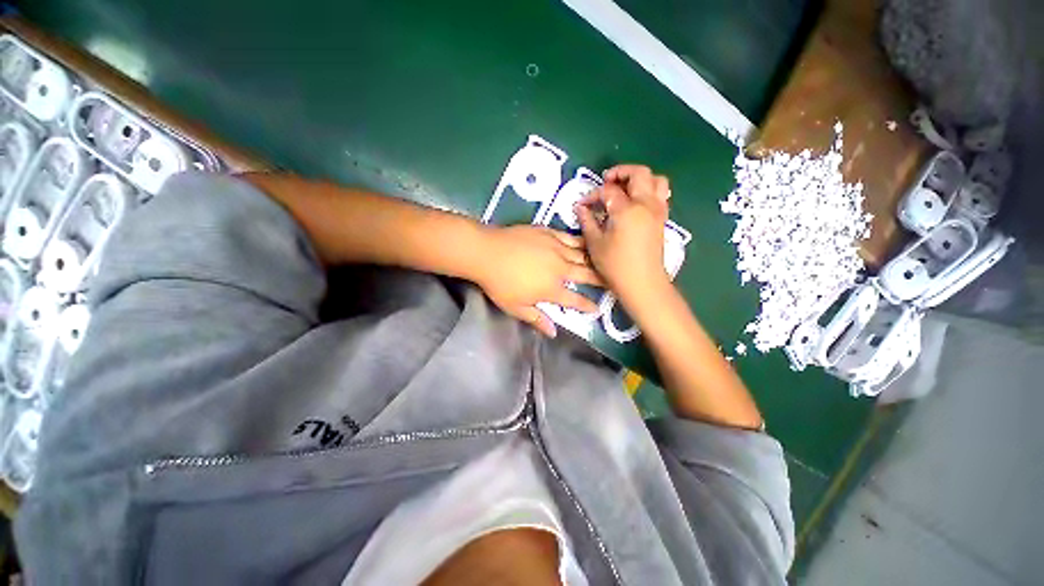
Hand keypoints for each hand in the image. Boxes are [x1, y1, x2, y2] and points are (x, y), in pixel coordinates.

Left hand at [471, 225, 602, 337]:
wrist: (486, 252)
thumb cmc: (499, 283)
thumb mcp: (516, 308)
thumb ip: (537, 319)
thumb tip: (554, 332)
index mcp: (552, 289)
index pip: (575, 300)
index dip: (587, 306)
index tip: (597, 309)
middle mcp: (560, 268)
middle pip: (586, 275)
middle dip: (601, 280)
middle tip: (612, 281)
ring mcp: (555, 248)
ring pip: (582, 254)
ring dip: (595, 259)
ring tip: (606, 261)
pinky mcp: (549, 233)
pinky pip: (570, 237)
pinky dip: (580, 241)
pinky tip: (587, 241)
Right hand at [576, 165, 671, 306]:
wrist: (642, 283)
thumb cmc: (615, 266)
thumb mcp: (595, 243)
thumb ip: (587, 221)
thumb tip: (581, 208)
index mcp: (627, 210)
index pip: (608, 191)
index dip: (593, 194)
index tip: (583, 205)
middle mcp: (646, 204)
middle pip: (639, 173)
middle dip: (621, 172)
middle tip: (606, 182)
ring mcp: (657, 211)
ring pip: (656, 180)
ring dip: (639, 178)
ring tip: (624, 188)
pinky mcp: (662, 219)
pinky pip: (660, 194)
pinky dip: (648, 190)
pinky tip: (635, 203)